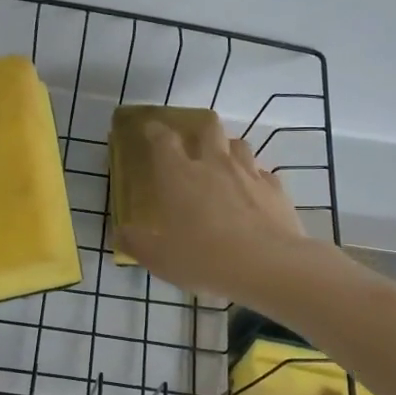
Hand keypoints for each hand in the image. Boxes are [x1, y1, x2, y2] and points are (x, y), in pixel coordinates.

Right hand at [113, 115, 306, 301]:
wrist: (267, 266)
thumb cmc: (204, 258)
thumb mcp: (160, 259)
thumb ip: (137, 243)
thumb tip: (120, 233)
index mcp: (179, 175)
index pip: (164, 140)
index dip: (155, 131)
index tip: (150, 129)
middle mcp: (214, 164)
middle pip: (208, 128)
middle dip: (199, 129)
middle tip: (194, 142)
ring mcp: (248, 173)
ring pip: (239, 144)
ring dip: (229, 149)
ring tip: (224, 164)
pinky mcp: (275, 188)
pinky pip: (262, 172)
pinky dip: (255, 177)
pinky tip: (253, 193)